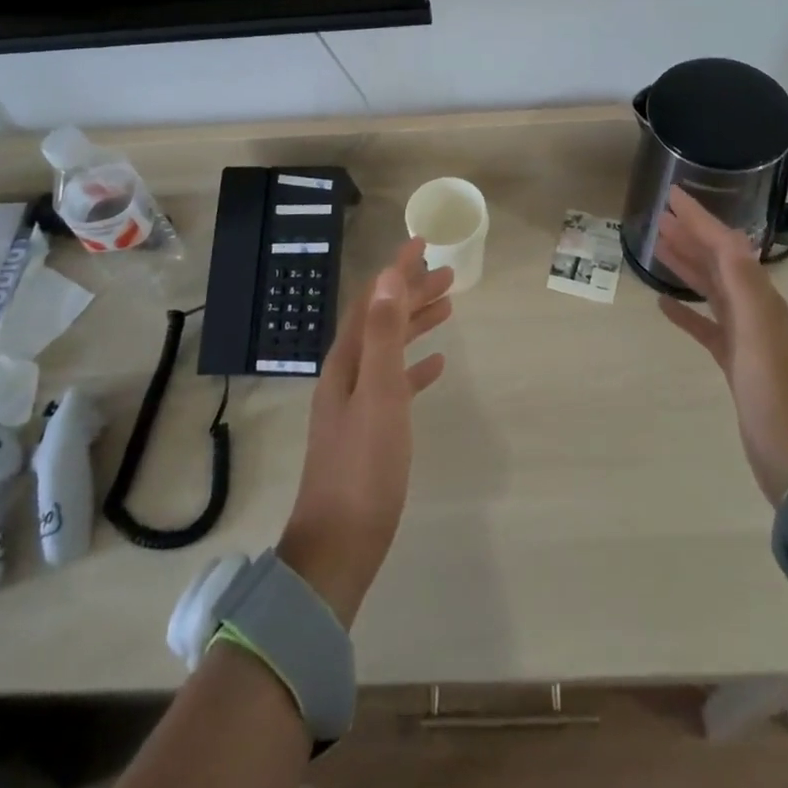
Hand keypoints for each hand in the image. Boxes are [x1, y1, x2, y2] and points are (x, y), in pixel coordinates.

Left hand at [277, 238, 454, 626]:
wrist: (339, 545)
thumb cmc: (364, 467)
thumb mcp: (378, 393)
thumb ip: (381, 334)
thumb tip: (386, 276)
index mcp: (347, 361)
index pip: (373, 300)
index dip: (397, 270)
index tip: (422, 242)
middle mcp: (348, 374)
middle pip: (382, 320)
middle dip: (412, 293)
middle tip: (448, 274)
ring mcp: (358, 403)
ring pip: (390, 347)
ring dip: (416, 323)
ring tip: (448, 307)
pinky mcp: (371, 430)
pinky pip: (396, 382)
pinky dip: (415, 365)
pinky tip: (437, 365)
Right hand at [654, 185, 787, 504]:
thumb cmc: (774, 394)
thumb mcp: (759, 334)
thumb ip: (743, 284)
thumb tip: (727, 236)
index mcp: (760, 298)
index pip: (726, 245)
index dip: (699, 218)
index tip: (672, 194)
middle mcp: (754, 310)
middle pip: (717, 262)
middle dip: (690, 234)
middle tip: (658, 214)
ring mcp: (744, 337)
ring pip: (710, 289)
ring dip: (686, 264)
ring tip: (656, 246)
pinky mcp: (733, 362)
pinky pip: (705, 326)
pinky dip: (685, 311)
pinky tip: (664, 304)